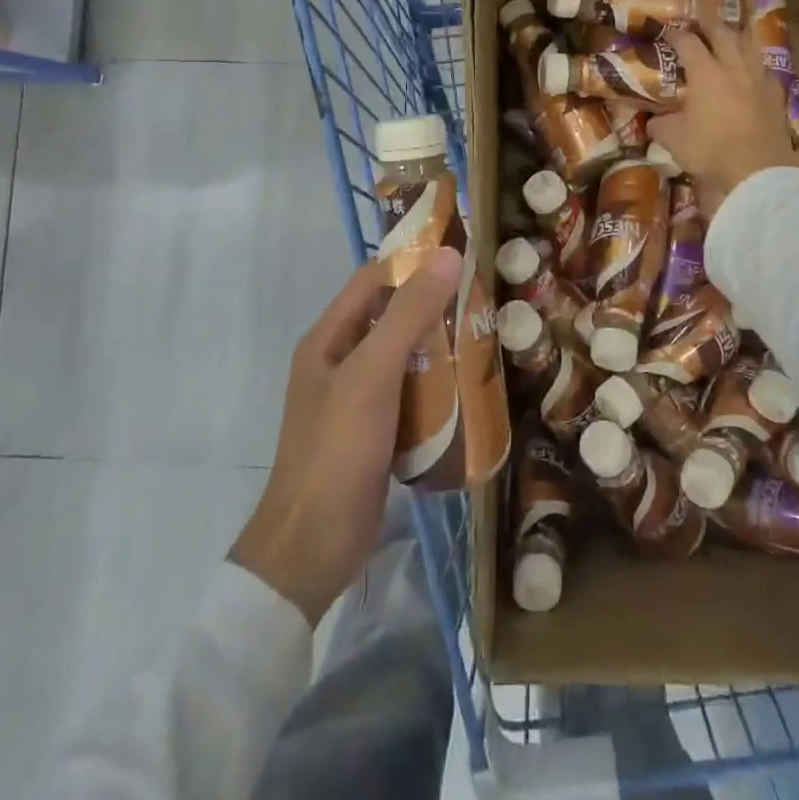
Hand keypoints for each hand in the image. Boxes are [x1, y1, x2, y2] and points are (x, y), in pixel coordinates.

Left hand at [229, 247, 462, 625]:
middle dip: (433, 307)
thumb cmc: (338, 447)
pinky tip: (469, 389)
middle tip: (482, 299)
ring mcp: (356, 401)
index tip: (459, 254)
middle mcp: (340, 363)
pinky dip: (436, 387)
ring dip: (439, 348)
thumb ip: (409, 313)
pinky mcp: (375, 434)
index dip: (411, 262)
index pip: (372, 281)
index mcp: (328, 339)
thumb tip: (447, 253)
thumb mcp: (374, 373)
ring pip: (404, 358)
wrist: (313, 546)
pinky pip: (410, 395)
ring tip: (485, 338)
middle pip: (390, 318)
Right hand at [651, 23, 798, 217]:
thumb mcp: (674, 140)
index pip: (688, 43)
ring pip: (749, 46)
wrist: (759, 169)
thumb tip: (653, 121)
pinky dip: (755, 64)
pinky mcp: (776, 95)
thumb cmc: (711, 150)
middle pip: (723, 34)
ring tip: (731, 34)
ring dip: (738, 36)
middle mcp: (733, 68)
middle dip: (709, 23)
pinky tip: (753, 71)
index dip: (675, 34)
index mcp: (706, 73)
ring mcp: (758, 79)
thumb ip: (661, 125)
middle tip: (701, 20)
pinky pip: (764, 69)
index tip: (667, 31)